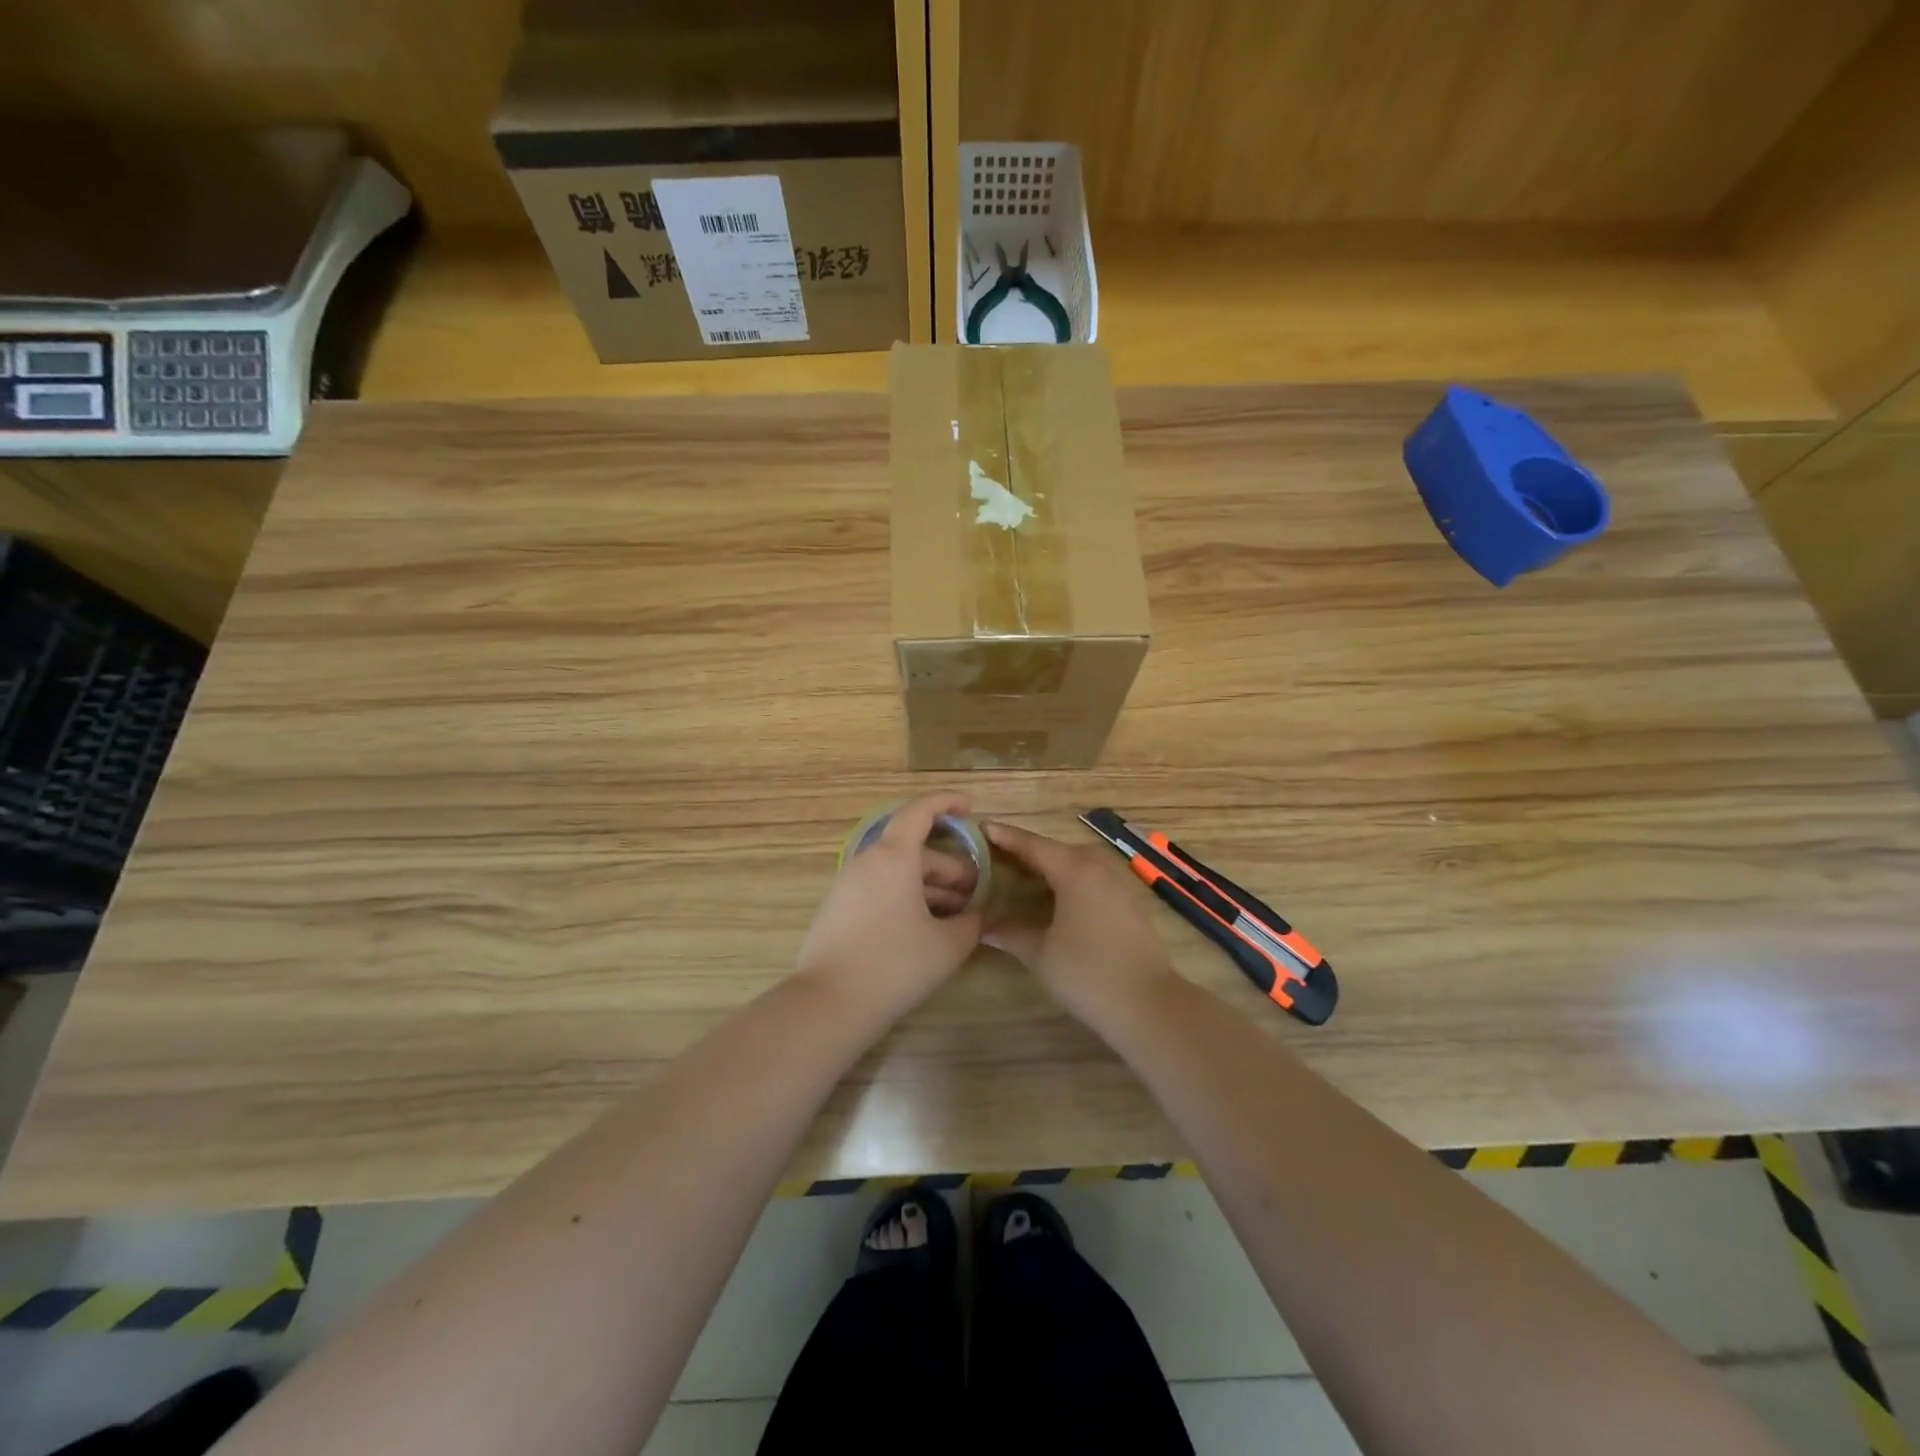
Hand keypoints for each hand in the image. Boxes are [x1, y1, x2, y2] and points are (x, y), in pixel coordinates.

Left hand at [796, 792, 983, 1018]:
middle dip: (949, 866)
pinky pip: (880, 889)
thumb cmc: (895, 964)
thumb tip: (980, 914)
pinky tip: (924, 927)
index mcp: (894, 857)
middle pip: (913, 850)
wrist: (830, 1003)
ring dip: (929, 886)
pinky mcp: (838, 909)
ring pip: (897, 872)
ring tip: (956, 915)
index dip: (945, 803)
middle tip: (976, 892)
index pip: (919, 811)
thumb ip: (972, 923)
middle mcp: (867, 862)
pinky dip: (906, 897)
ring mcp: (848, 885)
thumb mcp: (948, 945)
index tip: (969, 807)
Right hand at [982, 821, 1177, 1024]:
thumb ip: (1011, 933)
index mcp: (1075, 871)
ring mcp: (1118, 884)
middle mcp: (1098, 868)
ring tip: (1023, 874)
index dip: (1005, 836)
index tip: (982, 826)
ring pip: (1077, 863)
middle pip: (1057, 850)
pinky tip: (1055, 898)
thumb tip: (983, 926)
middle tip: (997, 854)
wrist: (1148, 1004)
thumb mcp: (1040, 953)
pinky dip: (1069, 880)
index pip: (1033, 845)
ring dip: (1051, 865)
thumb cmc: (1087, 974)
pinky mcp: (1129, 903)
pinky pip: (1092, 879)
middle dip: (1027, 850)